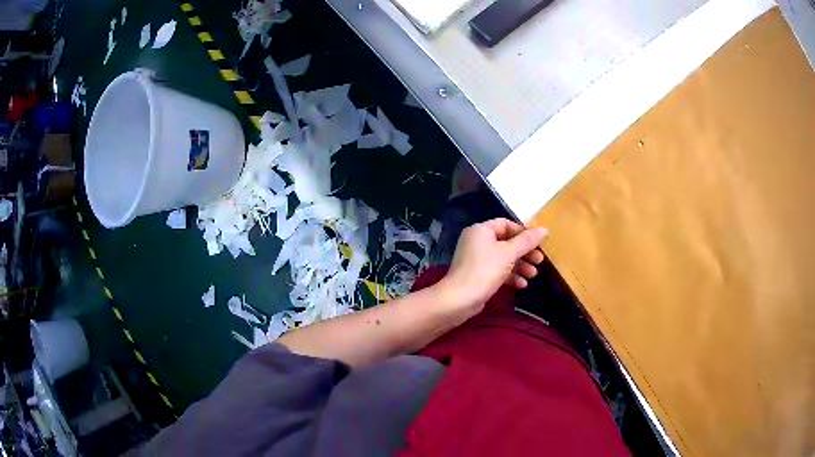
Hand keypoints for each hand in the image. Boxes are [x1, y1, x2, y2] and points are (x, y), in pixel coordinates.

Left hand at [438, 218, 547, 315]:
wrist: (460, 299)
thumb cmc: (485, 270)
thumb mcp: (509, 253)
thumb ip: (527, 241)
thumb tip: (544, 229)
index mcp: (481, 230)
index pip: (506, 224)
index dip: (523, 232)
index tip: (538, 242)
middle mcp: (477, 242)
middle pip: (507, 242)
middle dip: (525, 252)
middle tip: (540, 260)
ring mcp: (476, 260)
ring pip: (504, 258)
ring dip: (520, 266)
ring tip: (533, 275)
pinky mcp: (478, 275)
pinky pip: (497, 271)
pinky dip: (510, 276)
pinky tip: (521, 285)